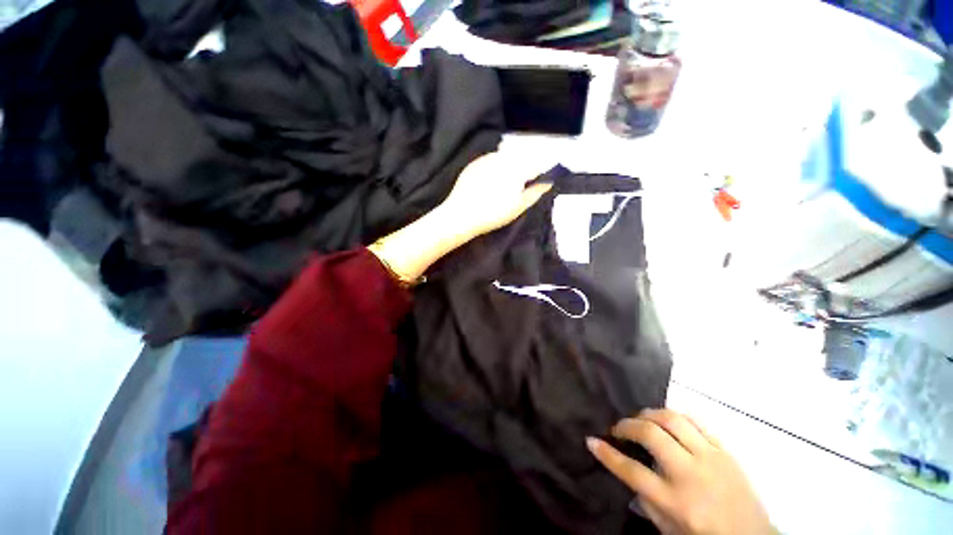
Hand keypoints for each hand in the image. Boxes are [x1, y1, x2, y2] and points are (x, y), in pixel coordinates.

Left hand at [369, 150, 552, 283]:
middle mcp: (503, 157)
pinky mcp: (475, 163)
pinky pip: (491, 161)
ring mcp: (487, 158)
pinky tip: (490, 183)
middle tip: (520, 186)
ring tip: (503, 186)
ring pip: (506, 158)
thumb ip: (536, 191)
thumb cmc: (493, 213)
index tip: (539, 180)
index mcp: (517, 167)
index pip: (537, 163)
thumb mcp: (519, 206)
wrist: (461, 215)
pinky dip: (495, 168)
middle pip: (521, 158)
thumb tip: (549, 181)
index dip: (540, 171)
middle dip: (525, 169)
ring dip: (510, 167)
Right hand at [587, 409, 773, 534]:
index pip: (631, 471)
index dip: (606, 453)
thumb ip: (646, 501)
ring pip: (672, 419)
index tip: (591, 440)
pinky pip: (695, 421)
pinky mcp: (725, 450)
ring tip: (641, 421)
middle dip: (627, 426)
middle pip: (650, 435)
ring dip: (649, 415)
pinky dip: (675, 417)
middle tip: (619, 430)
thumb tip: (626, 470)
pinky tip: (667, 423)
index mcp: (675, 501)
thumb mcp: (669, 530)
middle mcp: (691, 474)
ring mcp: (710, 458)